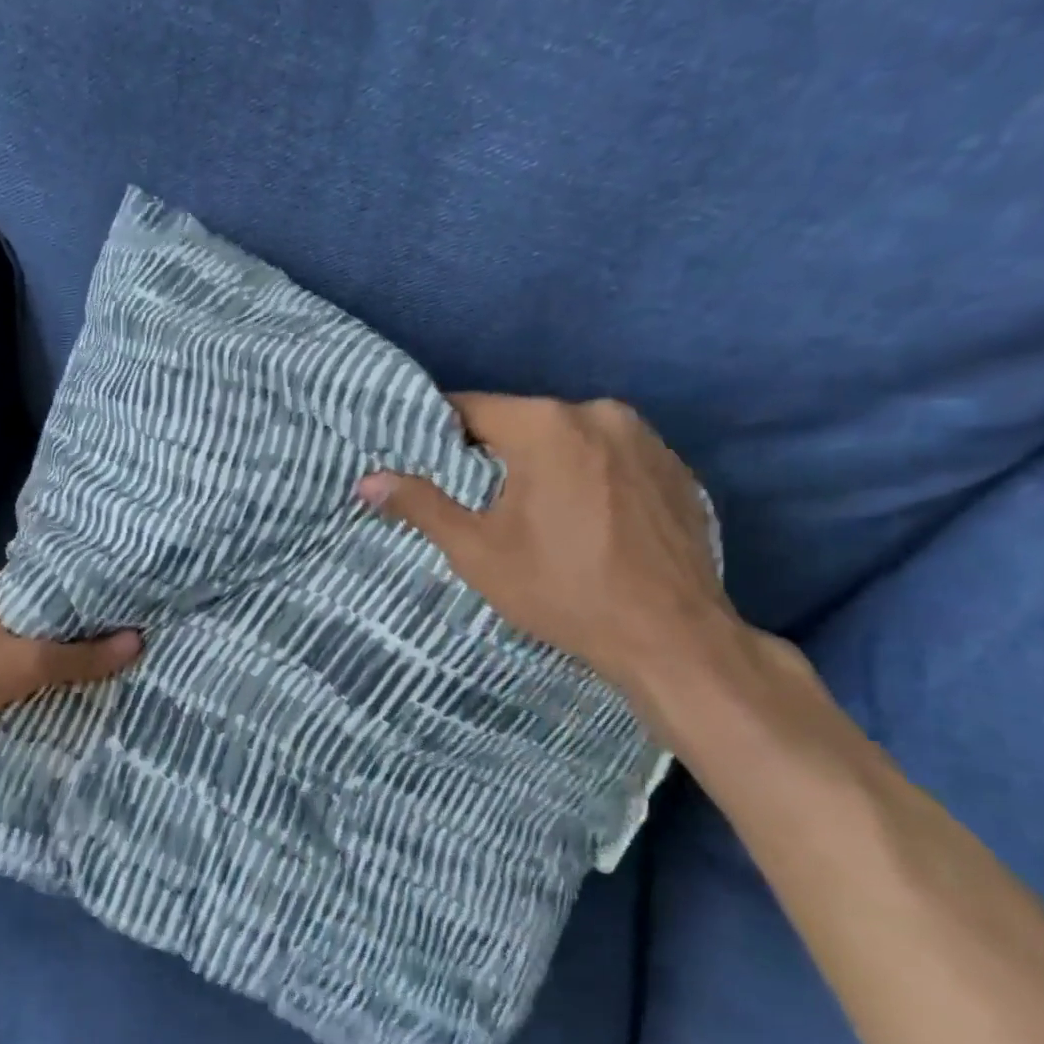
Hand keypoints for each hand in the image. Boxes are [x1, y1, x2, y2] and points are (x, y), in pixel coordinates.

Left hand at [0, 570, 140, 779]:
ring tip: (51, 677)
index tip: (98, 626)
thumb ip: (80, 657)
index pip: (39, 587)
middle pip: (17, 613)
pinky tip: (4, 691)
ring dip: (16, 655)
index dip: (69, 606)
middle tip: (81, 657)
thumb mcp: (25, 665)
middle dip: (44, 635)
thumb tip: (137, 641)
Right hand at [358, 394, 739, 708]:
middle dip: (493, 454)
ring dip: (542, 465)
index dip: (439, 434)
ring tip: (530, 515)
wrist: (669, 635)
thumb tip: (368, 481)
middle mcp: (600, 414)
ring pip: (569, 439)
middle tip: (473, 500)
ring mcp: (647, 438)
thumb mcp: (477, 551)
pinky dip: (586, 478)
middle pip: (523, 422)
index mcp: (546, 425)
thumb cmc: (560, 590)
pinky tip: (584, 523)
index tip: (422, 462)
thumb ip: (422, 505)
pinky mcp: (676, 468)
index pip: (471, 408)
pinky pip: (610, 459)